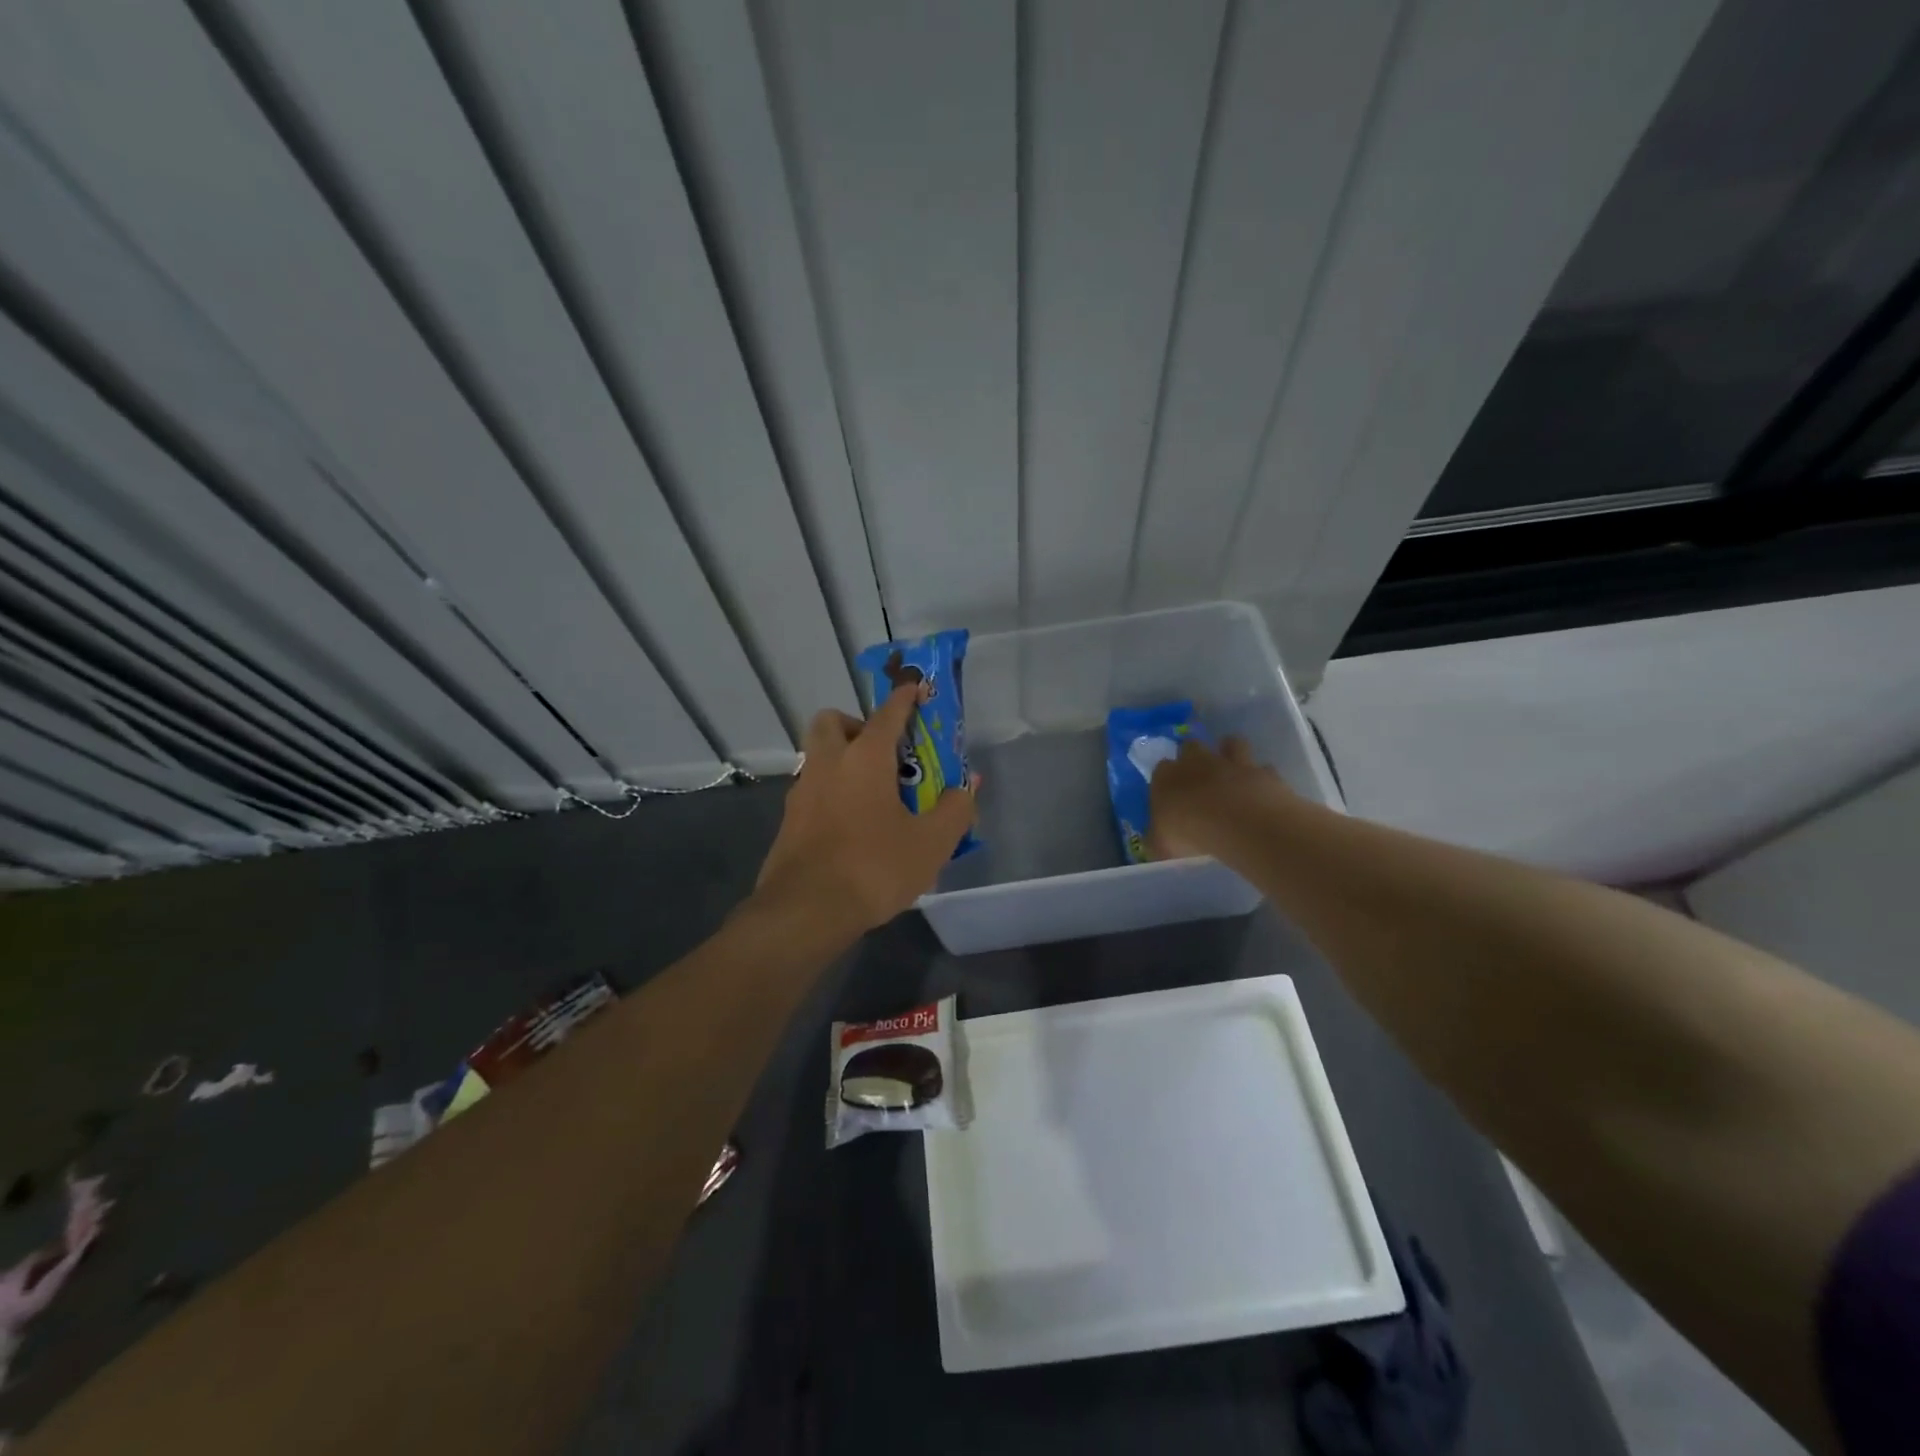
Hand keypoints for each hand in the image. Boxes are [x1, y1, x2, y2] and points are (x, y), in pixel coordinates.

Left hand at [754, 686, 977, 932]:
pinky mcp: (788, 822)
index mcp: (864, 758)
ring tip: (874, 795)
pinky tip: (853, 827)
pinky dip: (832, 794)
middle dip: (857, 725)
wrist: (806, 911)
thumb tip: (967, 787)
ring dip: (843, 761)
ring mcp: (802, 793)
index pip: (887, 713)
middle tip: (885, 753)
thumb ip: (955, 809)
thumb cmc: (874, 867)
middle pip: (833, 722)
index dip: (905, 698)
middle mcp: (827, 764)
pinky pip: (813, 792)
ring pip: (819, 757)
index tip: (916, 689)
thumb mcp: (931, 843)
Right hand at [1148, 735, 1291, 860]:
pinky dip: (1261, 777)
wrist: (1240, 824)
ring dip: (1230, 752)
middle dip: (1194, 756)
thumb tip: (1157, 842)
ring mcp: (1233, 764)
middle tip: (1198, 778)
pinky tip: (1261, 792)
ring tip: (1232, 772)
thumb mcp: (1162, 846)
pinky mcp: (1263, 773)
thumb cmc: (1190, 834)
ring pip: (1230, 743)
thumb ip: (1159, 840)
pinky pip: (1262, 768)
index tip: (1169, 794)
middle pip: (1191, 746)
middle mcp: (1197, 762)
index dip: (1165, 779)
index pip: (1160, 768)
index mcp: (1166, 777)